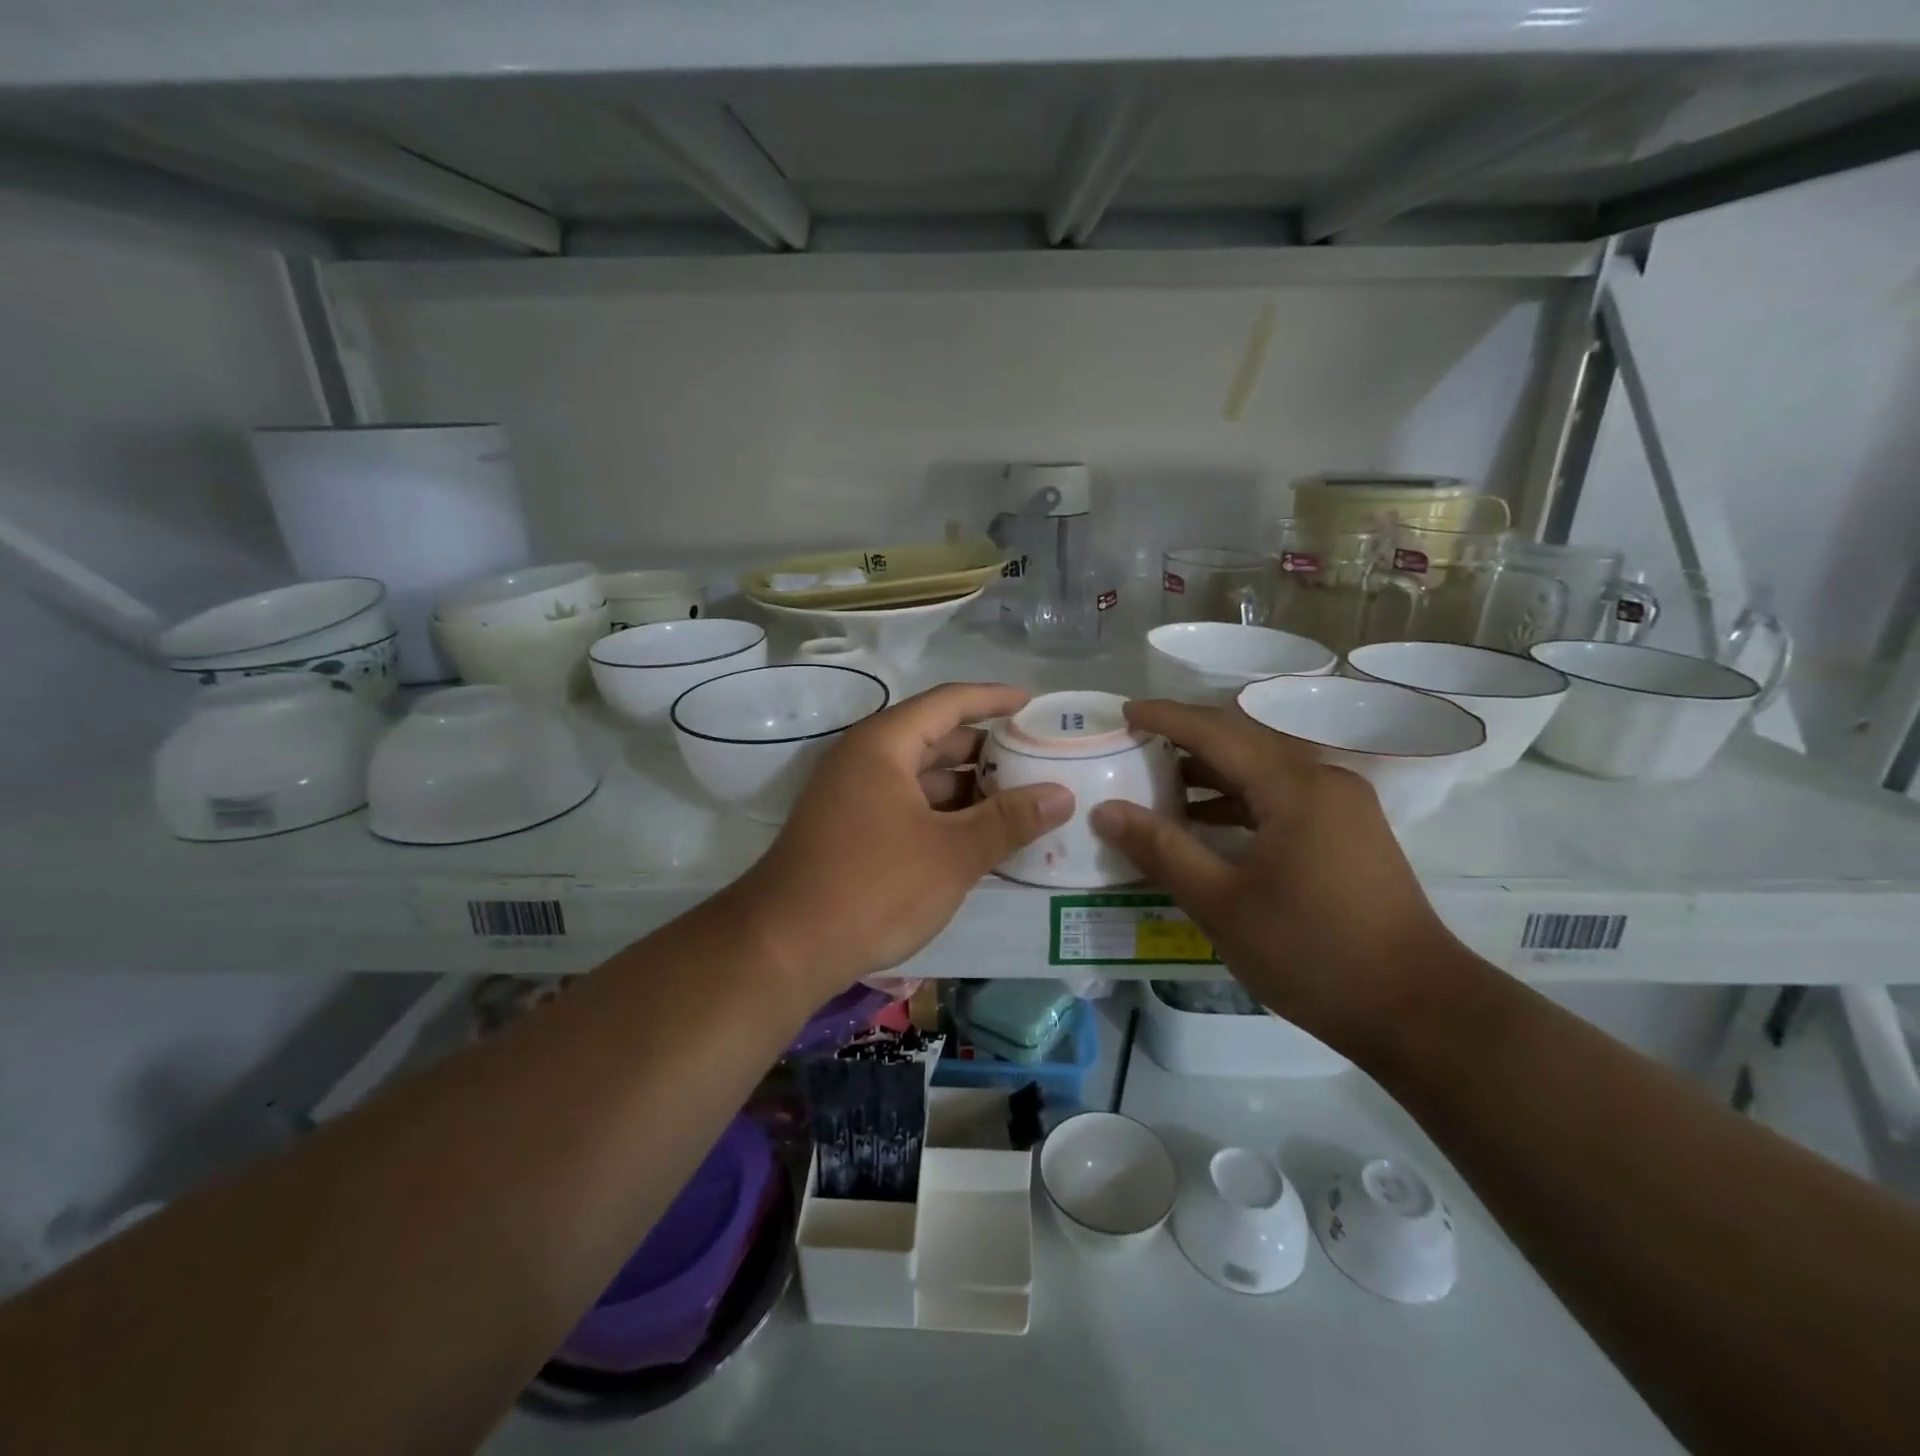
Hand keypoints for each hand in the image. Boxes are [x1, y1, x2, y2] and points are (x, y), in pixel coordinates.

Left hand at [725, 683, 1073, 999]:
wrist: (783, 947)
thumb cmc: (873, 886)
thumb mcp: (953, 854)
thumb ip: (1009, 820)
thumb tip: (1062, 794)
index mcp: (884, 744)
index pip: (948, 702)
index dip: (993, 699)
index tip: (1033, 705)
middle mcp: (864, 758)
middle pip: (934, 738)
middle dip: (986, 750)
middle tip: (1036, 762)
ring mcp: (851, 795)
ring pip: (920, 777)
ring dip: (966, 787)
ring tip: (1017, 801)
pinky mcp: (848, 829)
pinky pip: (905, 805)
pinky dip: (942, 814)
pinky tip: (976, 836)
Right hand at [1088, 699, 1465, 1050]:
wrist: (1417, 1010)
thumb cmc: (1312, 952)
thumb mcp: (1222, 904)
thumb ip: (1161, 850)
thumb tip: (1105, 811)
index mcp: (1295, 787)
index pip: (1217, 732)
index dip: (1166, 717)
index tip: (1122, 712)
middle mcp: (1323, 781)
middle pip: (1242, 743)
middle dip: (1185, 741)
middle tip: (1132, 747)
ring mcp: (1341, 806)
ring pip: (1262, 771)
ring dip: (1210, 774)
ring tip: (1156, 786)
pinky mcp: (1348, 832)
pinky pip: (1280, 798)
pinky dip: (1238, 802)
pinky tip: (1205, 824)